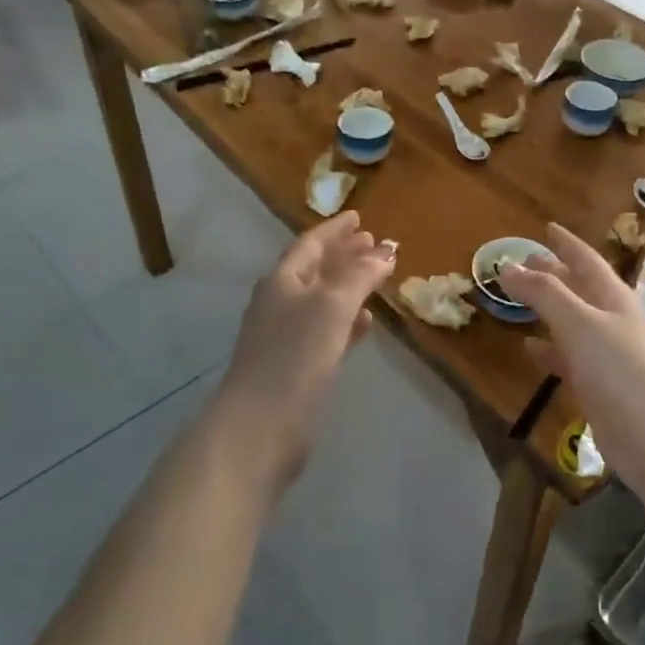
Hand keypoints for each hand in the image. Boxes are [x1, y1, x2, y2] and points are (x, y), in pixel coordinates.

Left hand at [208, 211, 396, 497]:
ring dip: (349, 286)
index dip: (336, 229)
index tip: (360, 217)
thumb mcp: (332, 306)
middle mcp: (280, 302)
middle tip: (374, 243)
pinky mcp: (295, 366)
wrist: (259, 428)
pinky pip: (326, 330)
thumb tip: (386, 250)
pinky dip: (346, 320)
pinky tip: (365, 323)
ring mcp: (285, 335)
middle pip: (316, 269)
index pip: (311, 243)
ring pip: (322, 299)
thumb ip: (359, 275)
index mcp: (283, 280)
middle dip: (345, 254)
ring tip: (377, 279)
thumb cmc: (294, 357)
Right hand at [499, 223, 644, 497]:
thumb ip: (544, 293)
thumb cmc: (620, 368)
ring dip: (549, 309)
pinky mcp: (599, 387)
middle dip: (555, 273)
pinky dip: (549, 349)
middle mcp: (613, 321)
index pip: (587, 260)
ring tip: (521, 299)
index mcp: (614, 298)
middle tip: (527, 260)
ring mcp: (607, 355)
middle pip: (580, 289)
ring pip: (572, 322)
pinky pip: (568, 358)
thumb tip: (507, 266)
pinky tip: (530, 347)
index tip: (548, 228)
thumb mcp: (579, 322)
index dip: (567, 244)